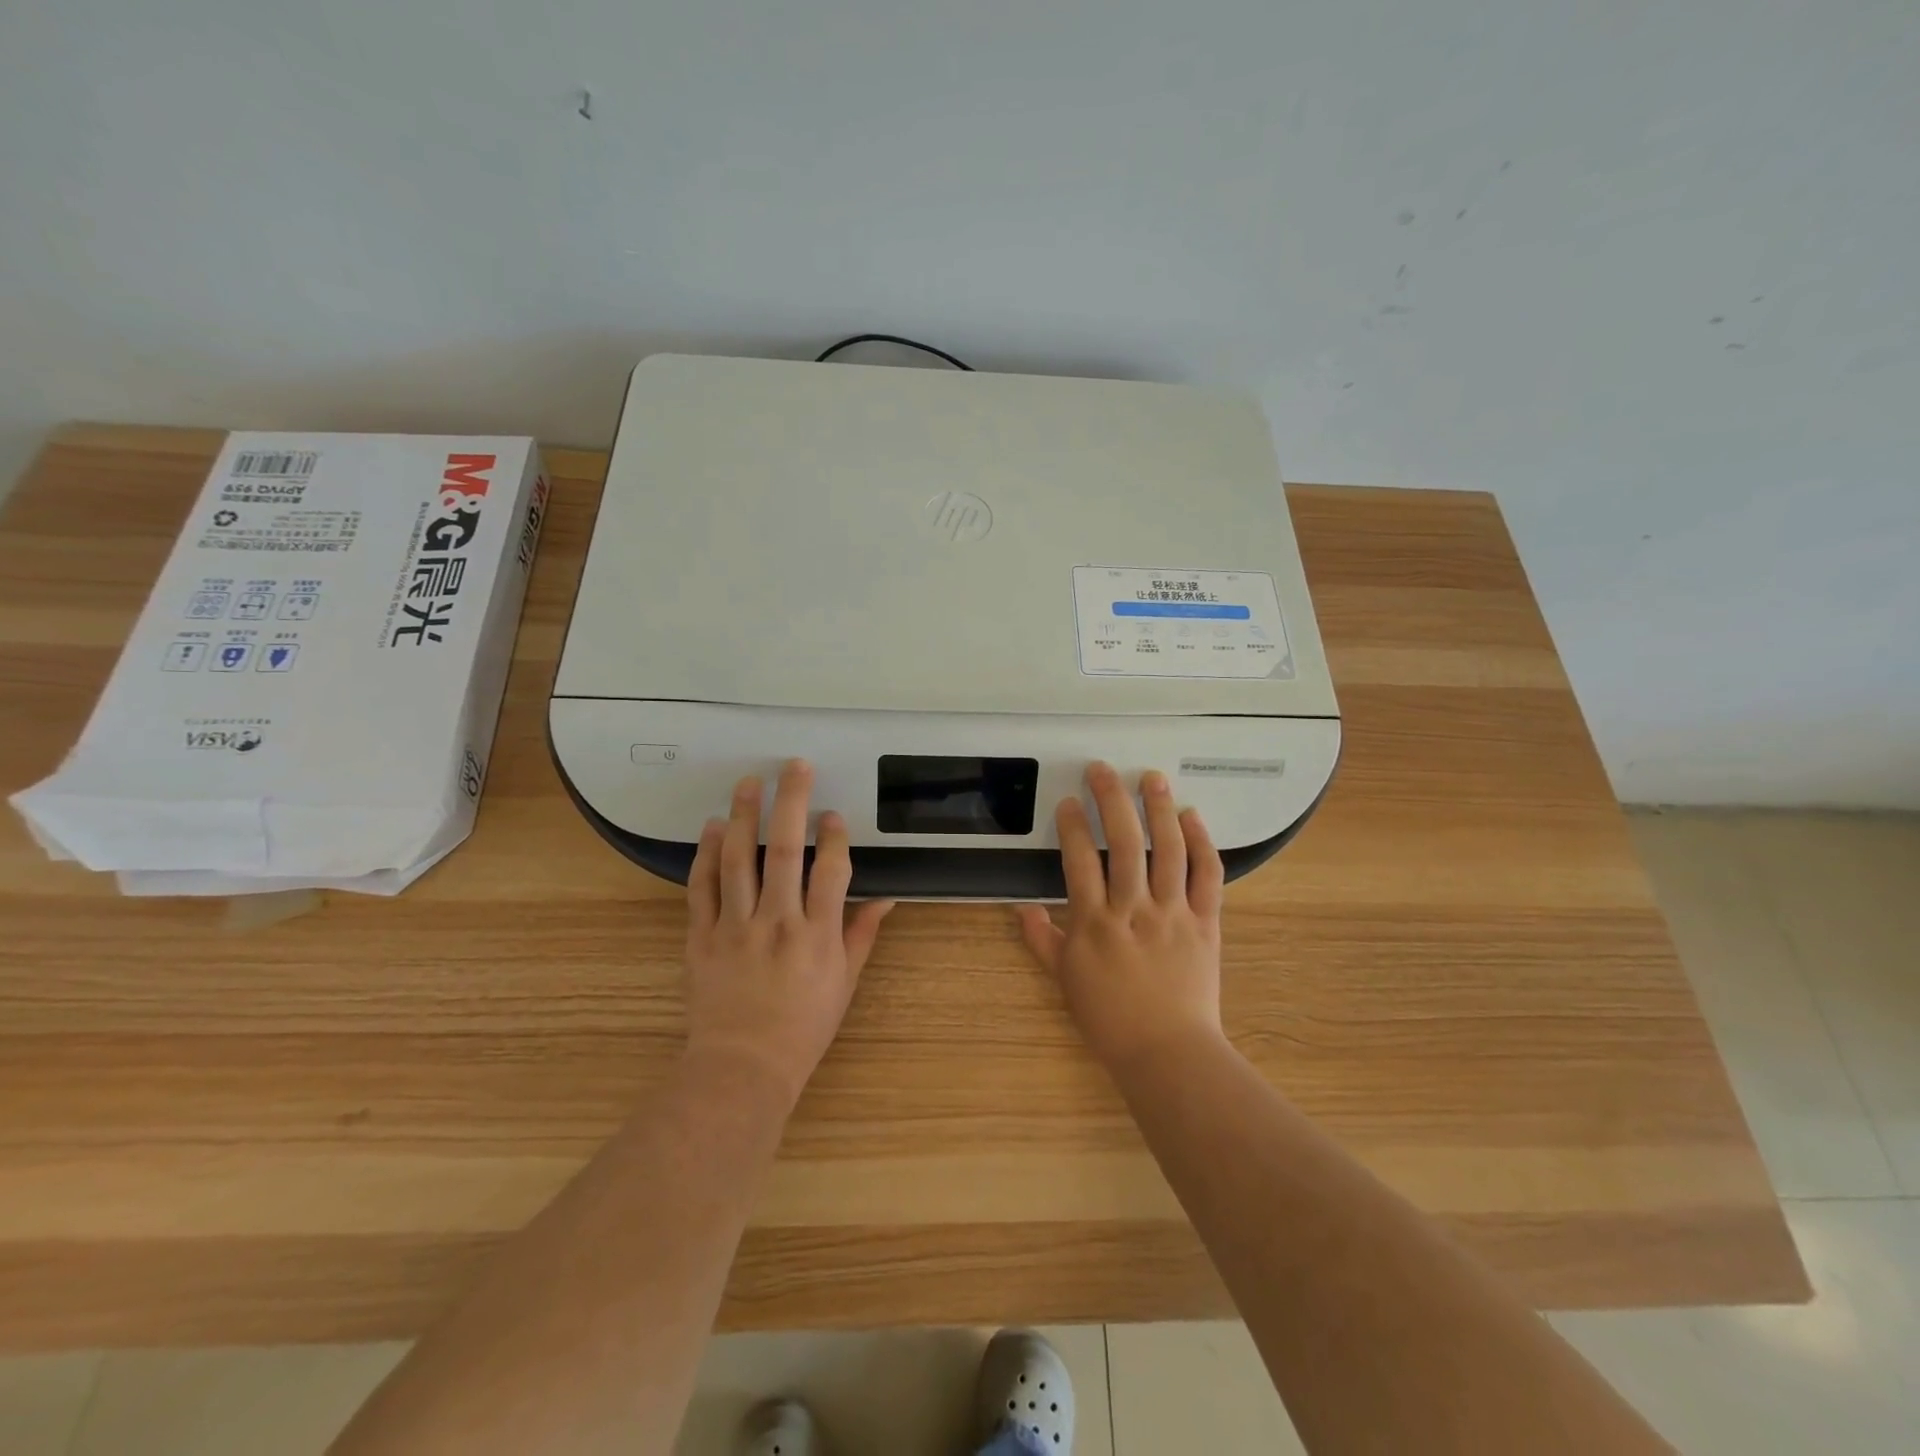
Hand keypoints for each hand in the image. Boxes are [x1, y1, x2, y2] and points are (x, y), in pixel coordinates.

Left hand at [684, 760, 894, 1106]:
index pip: (830, 872)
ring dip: (743, 816)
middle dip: (791, 803)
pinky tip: (710, 827)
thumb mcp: (844, 983)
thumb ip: (862, 935)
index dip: (834, 837)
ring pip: (738, 860)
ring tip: (748, 782)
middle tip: (794, 767)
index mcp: (818, 936)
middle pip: (783, 851)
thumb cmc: (803, 1026)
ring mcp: (735, 928)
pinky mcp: (701, 937)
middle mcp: (777, 923)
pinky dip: (704, 855)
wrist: (742, 1066)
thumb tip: (886, 898)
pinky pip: (702, 888)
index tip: (833, 813)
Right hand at [1016, 762, 1225, 1072]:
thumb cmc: (1110, 1019)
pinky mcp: (1205, 922)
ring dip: (1159, 809)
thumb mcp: (1066, 981)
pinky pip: (1208, 875)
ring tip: (1151, 778)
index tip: (1069, 801)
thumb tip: (1021, 909)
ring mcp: (1173, 913)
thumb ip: (1042, 941)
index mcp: (1095, 924)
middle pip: (1124, 843)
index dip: (1073, 826)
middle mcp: (1133, 910)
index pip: (1080, 861)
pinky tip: (1192, 817)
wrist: (1168, 1052)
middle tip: (1103, 770)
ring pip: (1168, 850)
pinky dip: (1202, 843)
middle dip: (1112, 800)